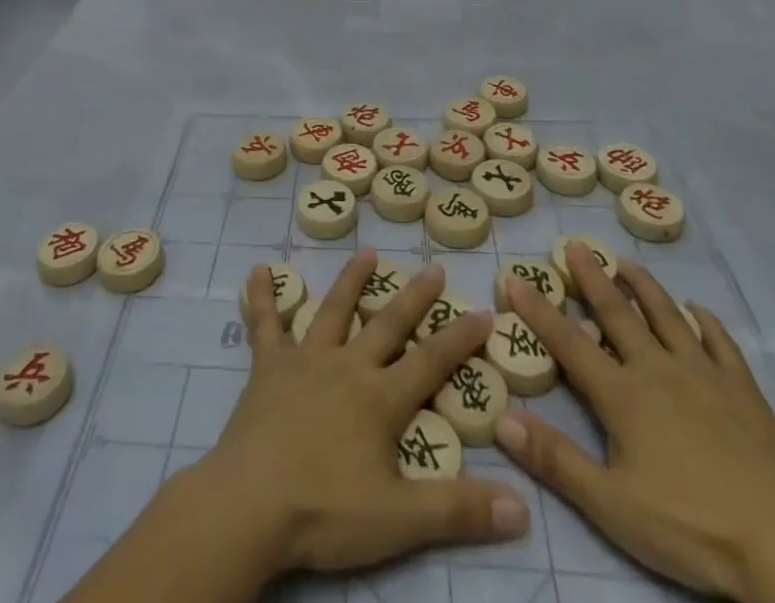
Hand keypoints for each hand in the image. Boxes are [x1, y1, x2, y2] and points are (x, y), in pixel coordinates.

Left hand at [197, 250, 530, 575]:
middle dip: (414, 297)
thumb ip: (459, 510)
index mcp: (380, 399)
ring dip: (351, 281)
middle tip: (434, 267)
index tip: (484, 311)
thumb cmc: (325, 510)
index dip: (460, 338)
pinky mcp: (268, 367)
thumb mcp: (400, 521)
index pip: (431, 362)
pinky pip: (265, 325)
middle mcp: (347, 366)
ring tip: (367, 253)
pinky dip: (262, 297)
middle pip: (387, 324)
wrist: (251, 504)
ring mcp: (305, 361)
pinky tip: (258, 271)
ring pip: (333, 310)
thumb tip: (523, 507)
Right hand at [496, 246, 774, 599]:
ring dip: (644, 287)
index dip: (538, 310)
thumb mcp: (610, 504)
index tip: (515, 277)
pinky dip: (705, 321)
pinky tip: (698, 309)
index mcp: (622, 394)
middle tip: (575, 245)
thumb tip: (503, 418)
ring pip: (666, 315)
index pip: (568, 342)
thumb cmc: (689, 525)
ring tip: (626, 262)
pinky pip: (720, 342)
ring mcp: (703, 374)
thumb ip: (555, 459)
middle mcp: (657, 369)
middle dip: (592, 278)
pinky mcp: (742, 390)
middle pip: (617, 313)